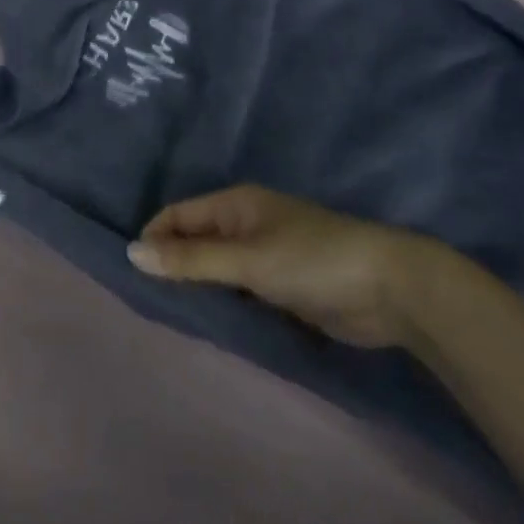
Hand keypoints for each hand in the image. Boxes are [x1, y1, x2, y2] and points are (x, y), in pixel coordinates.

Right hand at [127, 185, 446, 349]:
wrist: (392, 290)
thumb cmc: (313, 261)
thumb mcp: (247, 260)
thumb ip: (191, 260)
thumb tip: (132, 253)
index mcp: (236, 204)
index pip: (178, 214)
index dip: (154, 238)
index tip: (133, 273)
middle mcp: (247, 223)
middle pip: (195, 239)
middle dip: (172, 263)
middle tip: (148, 298)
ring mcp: (267, 254)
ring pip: (216, 265)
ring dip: (197, 283)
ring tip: (170, 312)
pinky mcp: (284, 284)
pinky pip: (239, 287)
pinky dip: (223, 299)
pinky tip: (209, 319)